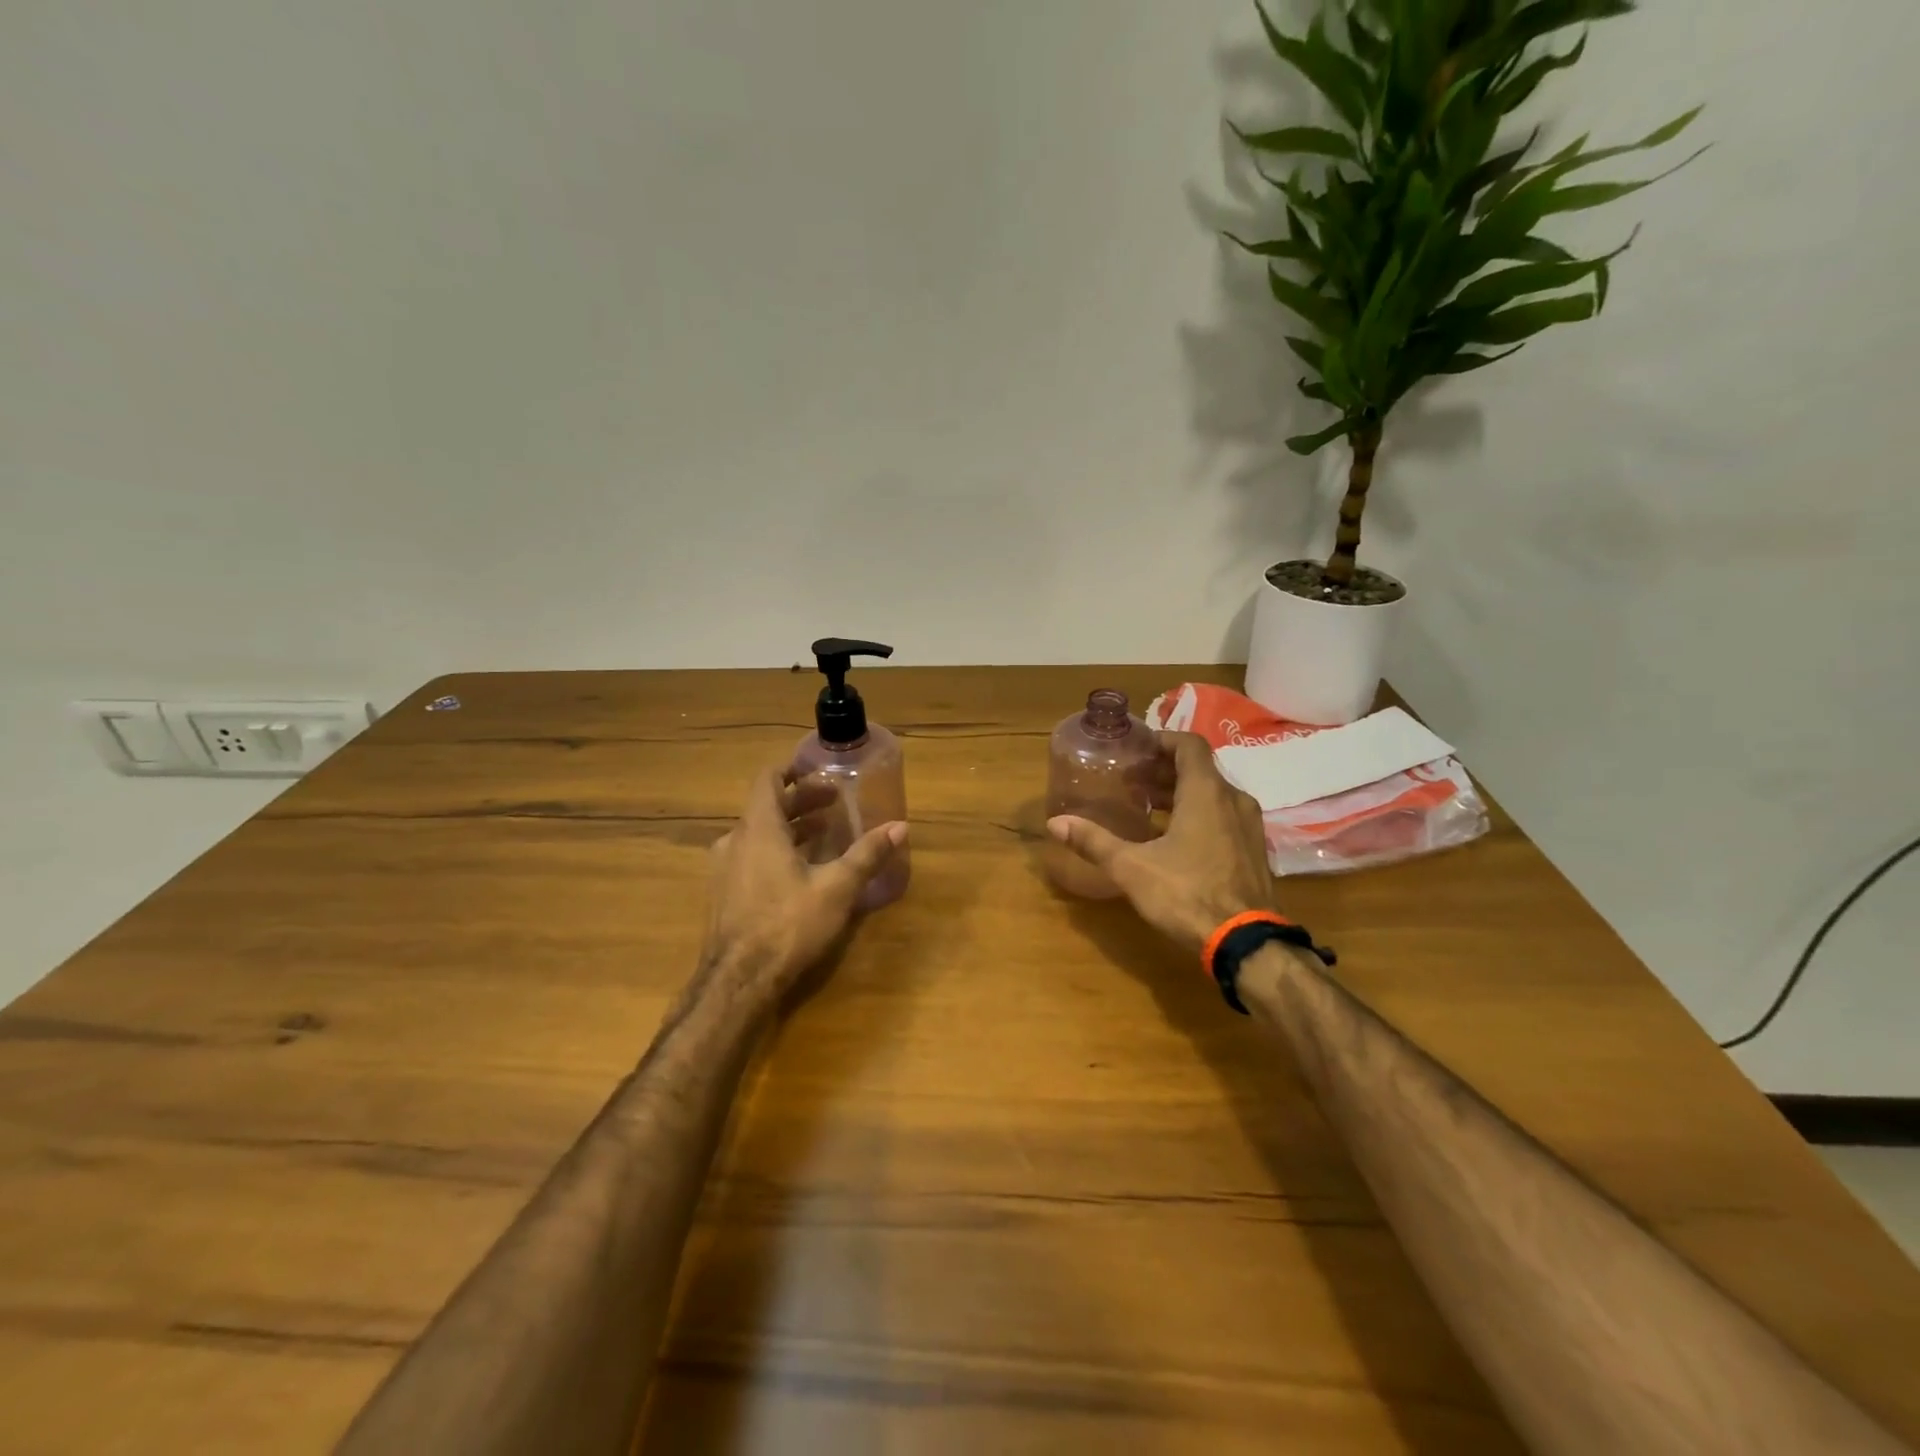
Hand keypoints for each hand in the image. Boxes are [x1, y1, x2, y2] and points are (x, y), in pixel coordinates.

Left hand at [703, 767, 904, 995]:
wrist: (737, 982)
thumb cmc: (787, 924)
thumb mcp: (837, 888)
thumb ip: (867, 854)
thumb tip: (900, 827)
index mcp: (759, 828)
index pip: (768, 779)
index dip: (792, 770)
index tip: (820, 770)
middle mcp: (735, 841)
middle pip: (767, 807)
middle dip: (802, 801)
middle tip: (835, 803)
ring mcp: (725, 869)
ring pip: (759, 834)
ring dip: (791, 828)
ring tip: (825, 834)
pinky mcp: (724, 894)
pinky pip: (751, 856)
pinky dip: (777, 850)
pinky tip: (802, 871)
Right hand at [1047, 731, 1273, 955]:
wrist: (1246, 943)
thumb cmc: (1187, 894)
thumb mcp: (1132, 868)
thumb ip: (1094, 841)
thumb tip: (1054, 823)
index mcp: (1207, 793)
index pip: (1190, 744)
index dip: (1162, 740)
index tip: (1136, 750)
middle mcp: (1234, 800)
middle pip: (1200, 770)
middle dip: (1165, 770)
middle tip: (1132, 781)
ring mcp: (1249, 827)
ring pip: (1213, 795)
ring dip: (1182, 794)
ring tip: (1148, 808)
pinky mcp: (1253, 851)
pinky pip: (1224, 817)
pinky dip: (1199, 815)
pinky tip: (1175, 839)